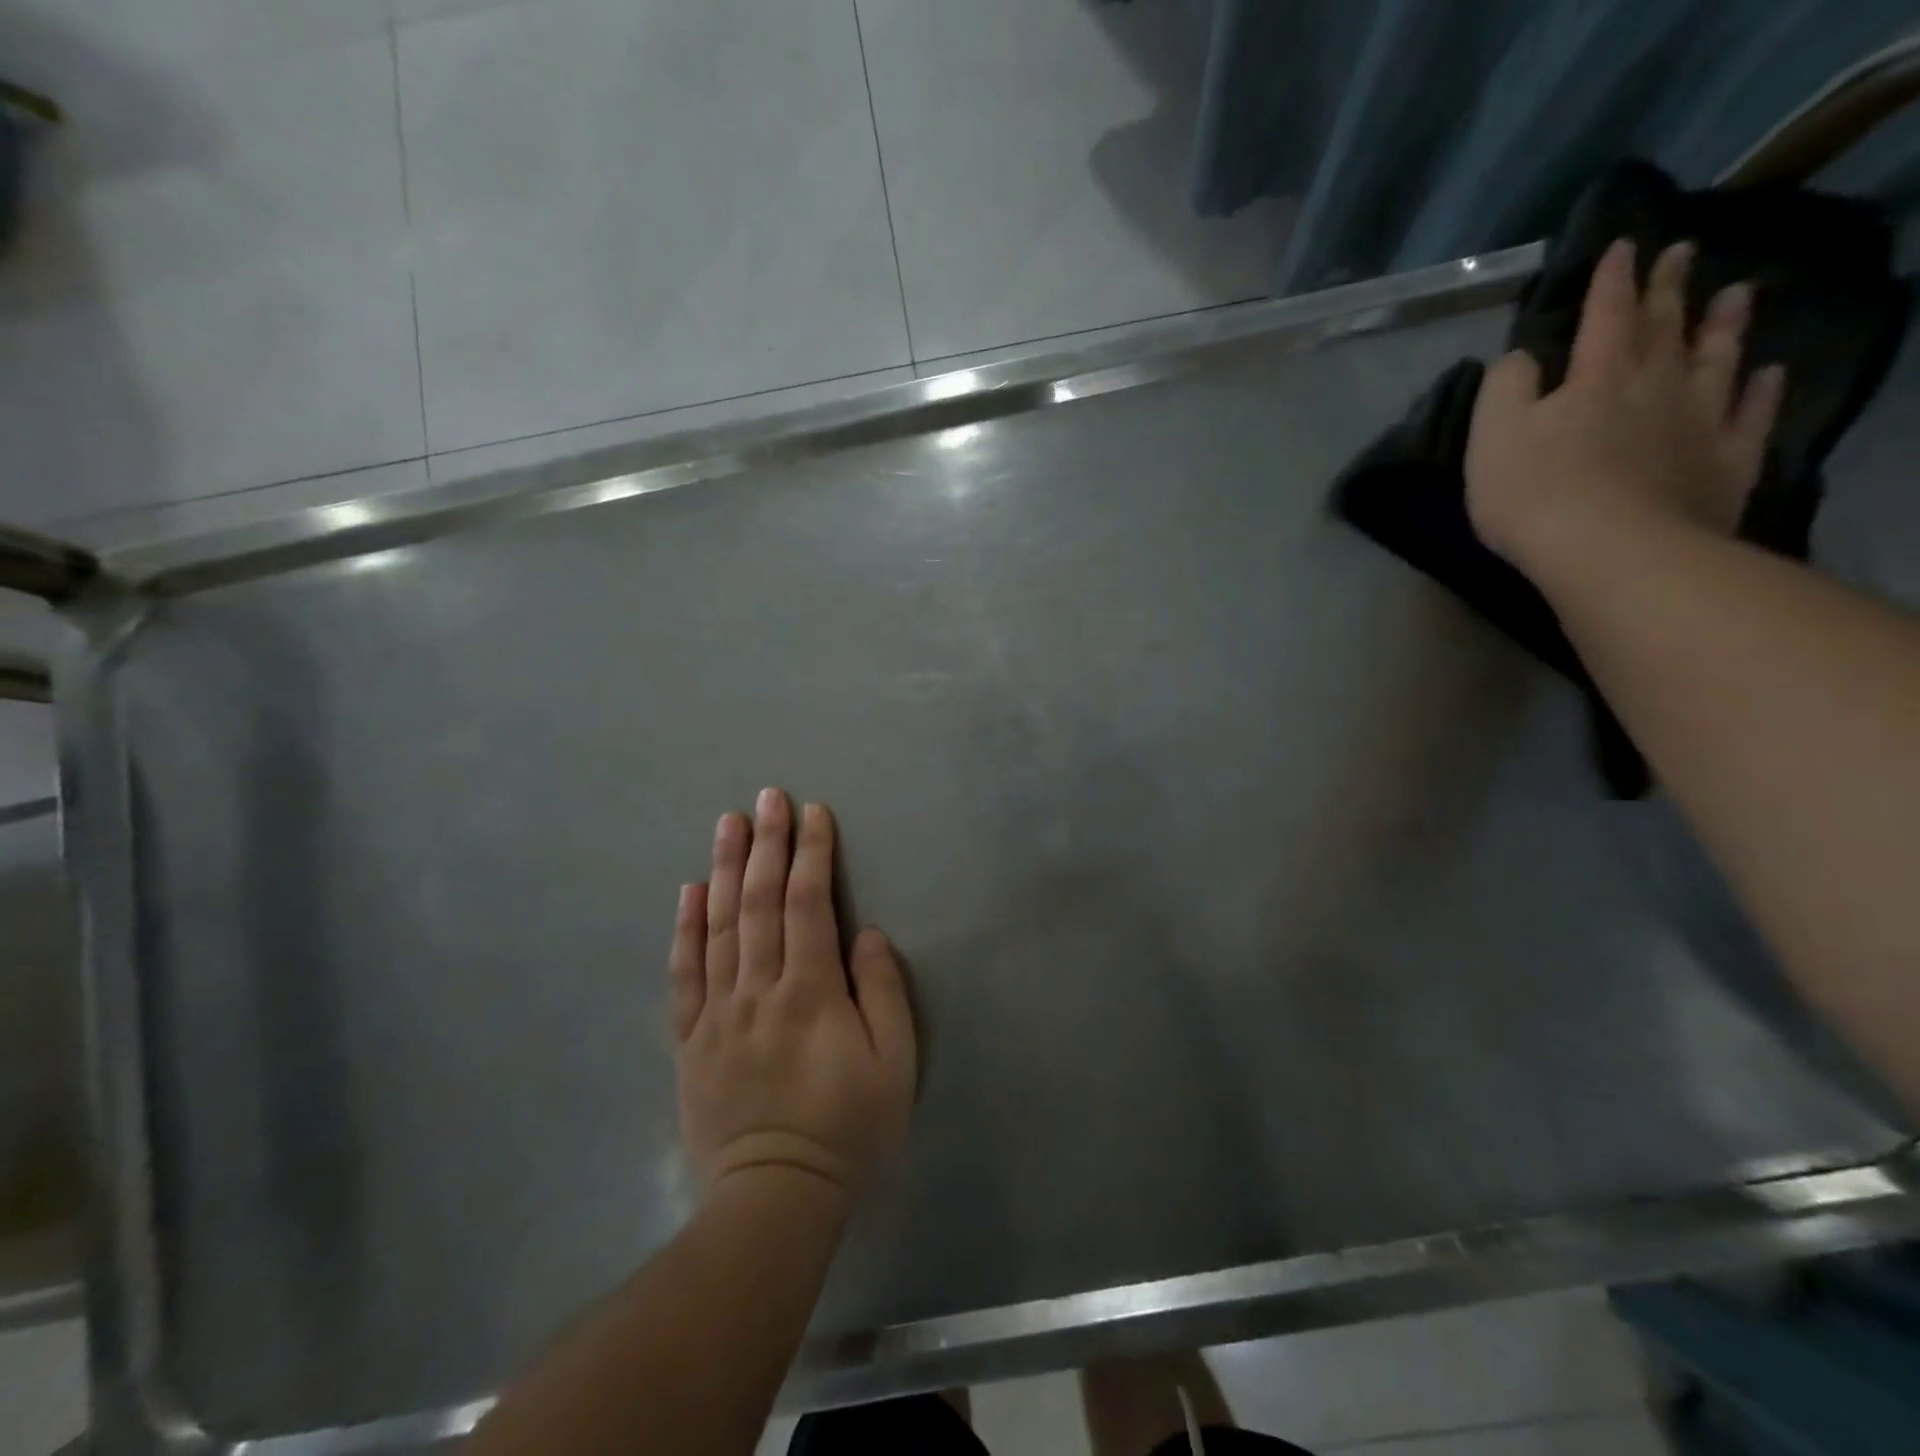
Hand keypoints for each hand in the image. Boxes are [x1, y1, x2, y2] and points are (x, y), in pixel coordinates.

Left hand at [669, 788, 916, 1200]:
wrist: (774, 1199)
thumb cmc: (848, 1128)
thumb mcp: (893, 1065)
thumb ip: (883, 993)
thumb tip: (864, 935)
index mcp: (810, 993)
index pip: (809, 905)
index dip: (812, 854)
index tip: (814, 813)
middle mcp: (759, 990)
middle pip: (760, 902)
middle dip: (767, 844)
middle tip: (768, 797)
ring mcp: (718, 1013)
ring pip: (719, 926)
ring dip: (725, 869)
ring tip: (728, 823)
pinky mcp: (691, 1039)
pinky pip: (684, 974)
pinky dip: (685, 928)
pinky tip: (689, 891)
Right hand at [1465, 237, 1786, 585]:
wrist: (1610, 549)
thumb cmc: (1534, 492)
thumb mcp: (1492, 437)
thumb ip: (1504, 389)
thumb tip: (1520, 358)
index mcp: (1596, 376)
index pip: (1605, 315)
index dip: (1611, 280)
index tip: (1624, 246)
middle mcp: (1656, 384)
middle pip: (1665, 327)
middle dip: (1669, 289)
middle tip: (1683, 252)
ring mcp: (1699, 421)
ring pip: (1717, 359)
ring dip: (1724, 325)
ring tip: (1737, 294)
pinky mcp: (1726, 461)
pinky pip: (1751, 415)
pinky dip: (1761, 390)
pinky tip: (1766, 373)